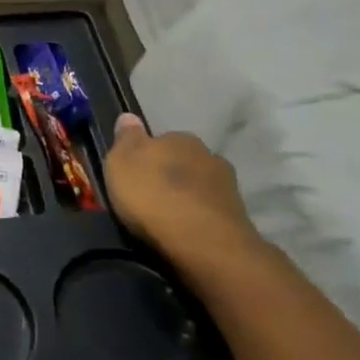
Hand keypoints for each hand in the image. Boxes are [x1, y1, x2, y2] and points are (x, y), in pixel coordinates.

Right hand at [103, 115, 265, 280]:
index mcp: (179, 138)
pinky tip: (185, 232)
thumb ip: (126, 139)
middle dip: (169, 176)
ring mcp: (227, 187)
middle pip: (182, 162)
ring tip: (167, 219)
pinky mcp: (238, 218)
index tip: (134, 174)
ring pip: (199, 187)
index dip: (146, 156)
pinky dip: (198, 219)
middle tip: (149, 197)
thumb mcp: (121, 162)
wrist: (203, 243)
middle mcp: (208, 155)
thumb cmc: (154, 196)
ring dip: (186, 198)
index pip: (160, 140)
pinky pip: (209, 212)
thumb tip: (129, 117)